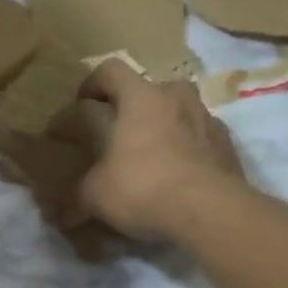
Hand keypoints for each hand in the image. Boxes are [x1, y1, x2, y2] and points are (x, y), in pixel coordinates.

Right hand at [74, 61, 247, 241]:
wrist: (211, 213)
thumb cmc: (143, 187)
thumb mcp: (95, 196)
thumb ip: (75, 198)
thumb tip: (58, 216)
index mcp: (140, 98)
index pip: (111, 70)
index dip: (93, 83)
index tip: (83, 104)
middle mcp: (177, 99)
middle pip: (152, 88)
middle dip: (136, 106)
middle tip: (121, 132)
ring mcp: (209, 121)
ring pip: (183, 111)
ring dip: (167, 126)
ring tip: (153, 154)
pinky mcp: (229, 148)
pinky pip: (203, 139)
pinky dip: (190, 150)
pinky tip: (180, 176)